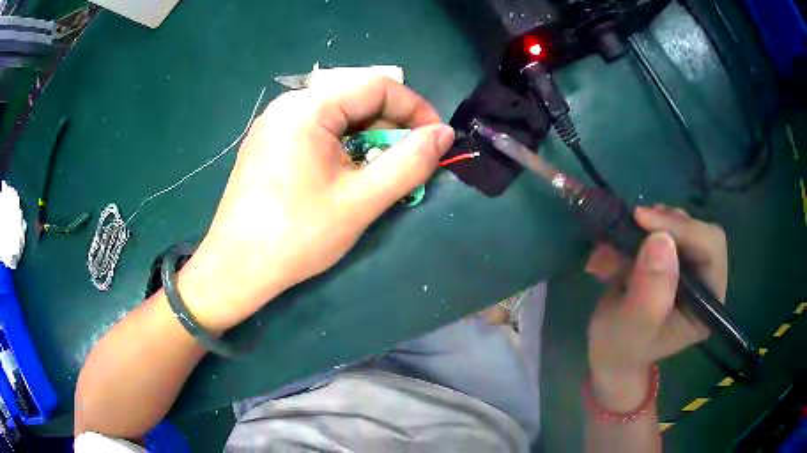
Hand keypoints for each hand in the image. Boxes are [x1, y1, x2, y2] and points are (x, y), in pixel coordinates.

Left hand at [177, 77, 454, 330]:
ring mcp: (274, 124)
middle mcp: (288, 106)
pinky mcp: (268, 144)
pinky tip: (347, 173)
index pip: (376, 85)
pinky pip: (316, 130)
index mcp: (308, 108)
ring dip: (368, 136)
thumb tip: (444, 134)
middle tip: (409, 160)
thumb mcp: (362, 200)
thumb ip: (410, 162)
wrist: (236, 269)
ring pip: (336, 114)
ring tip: (380, 171)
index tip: (435, 138)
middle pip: (355, 96)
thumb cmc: (298, 236)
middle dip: (391, 124)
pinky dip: (343, 145)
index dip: (414, 107)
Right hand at [585, 205, 726, 409]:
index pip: (710, 248)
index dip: (682, 228)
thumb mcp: (631, 328)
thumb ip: (649, 292)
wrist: (610, 351)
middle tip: (634, 223)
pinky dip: (637, 231)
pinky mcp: (675, 259)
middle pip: (698, 231)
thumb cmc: (620, 348)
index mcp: (707, 304)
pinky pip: (663, 229)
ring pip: (680, 225)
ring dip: (648, 226)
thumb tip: (662, 240)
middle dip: (665, 224)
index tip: (642, 219)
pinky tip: (617, 249)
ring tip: (618, 245)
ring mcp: (691, 269)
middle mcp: (706, 282)